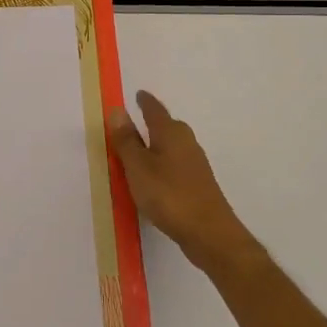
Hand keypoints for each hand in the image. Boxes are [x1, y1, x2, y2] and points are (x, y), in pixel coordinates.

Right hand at [108, 91, 257, 274]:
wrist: (209, 232)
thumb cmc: (168, 194)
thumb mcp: (138, 167)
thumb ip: (127, 140)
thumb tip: (118, 110)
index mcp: (170, 132)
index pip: (154, 109)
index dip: (144, 102)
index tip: (138, 94)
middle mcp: (186, 142)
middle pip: (167, 126)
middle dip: (152, 122)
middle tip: (135, 121)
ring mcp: (195, 164)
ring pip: (172, 146)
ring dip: (157, 145)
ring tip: (140, 151)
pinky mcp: (198, 184)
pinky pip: (175, 164)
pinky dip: (163, 164)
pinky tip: (155, 178)